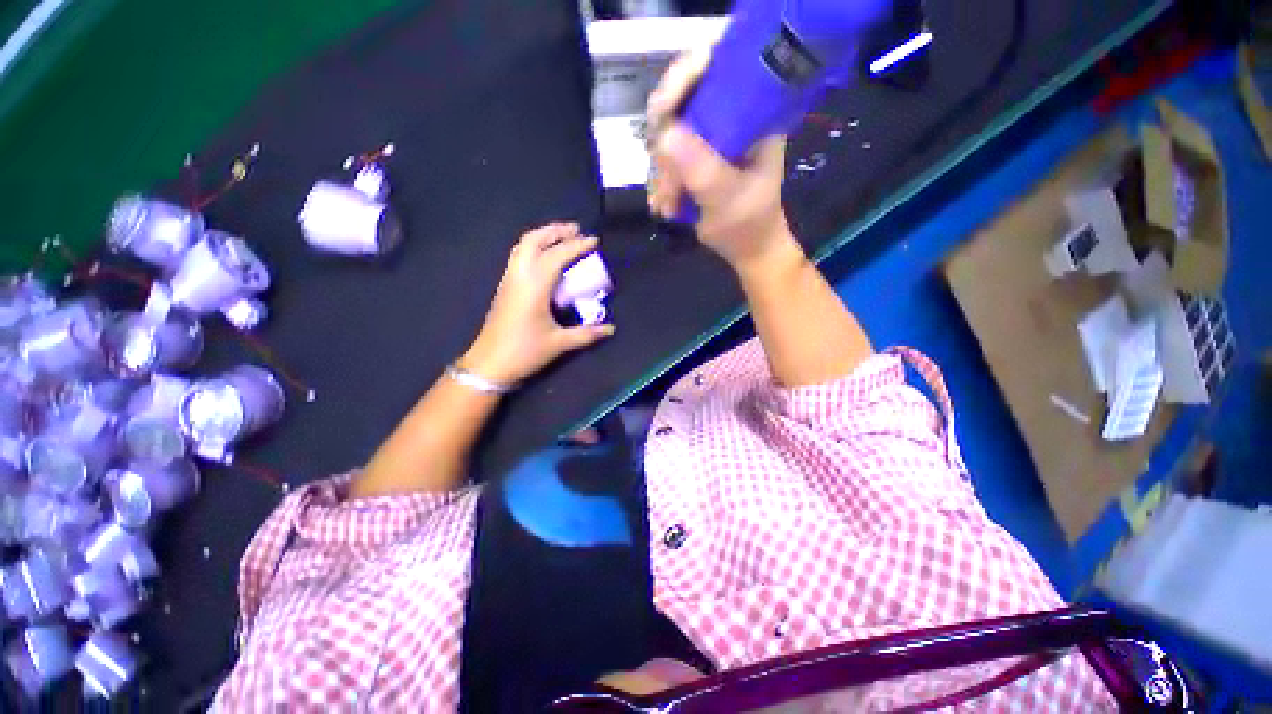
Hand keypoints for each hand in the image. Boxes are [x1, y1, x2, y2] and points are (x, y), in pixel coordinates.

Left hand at [460, 223, 614, 385]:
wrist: (489, 364)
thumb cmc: (525, 352)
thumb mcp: (559, 343)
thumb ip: (587, 333)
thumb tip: (611, 329)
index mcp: (534, 286)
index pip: (557, 256)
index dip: (577, 246)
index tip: (594, 241)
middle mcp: (519, 276)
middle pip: (534, 241)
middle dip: (555, 231)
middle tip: (575, 229)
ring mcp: (509, 280)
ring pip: (522, 246)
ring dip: (542, 236)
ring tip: (561, 237)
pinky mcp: (504, 287)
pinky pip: (518, 256)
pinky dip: (533, 248)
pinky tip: (545, 258)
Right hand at [646, 48, 795, 273]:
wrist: (747, 248)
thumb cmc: (749, 223)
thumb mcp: (729, 198)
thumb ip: (702, 168)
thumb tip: (664, 135)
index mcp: (749, 112)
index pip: (713, 69)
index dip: (682, 80)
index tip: (663, 113)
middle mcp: (725, 116)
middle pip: (677, 103)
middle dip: (665, 149)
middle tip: (669, 187)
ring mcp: (705, 137)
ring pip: (664, 136)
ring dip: (661, 175)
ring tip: (669, 207)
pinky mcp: (691, 157)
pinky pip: (661, 159)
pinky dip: (659, 184)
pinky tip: (665, 207)